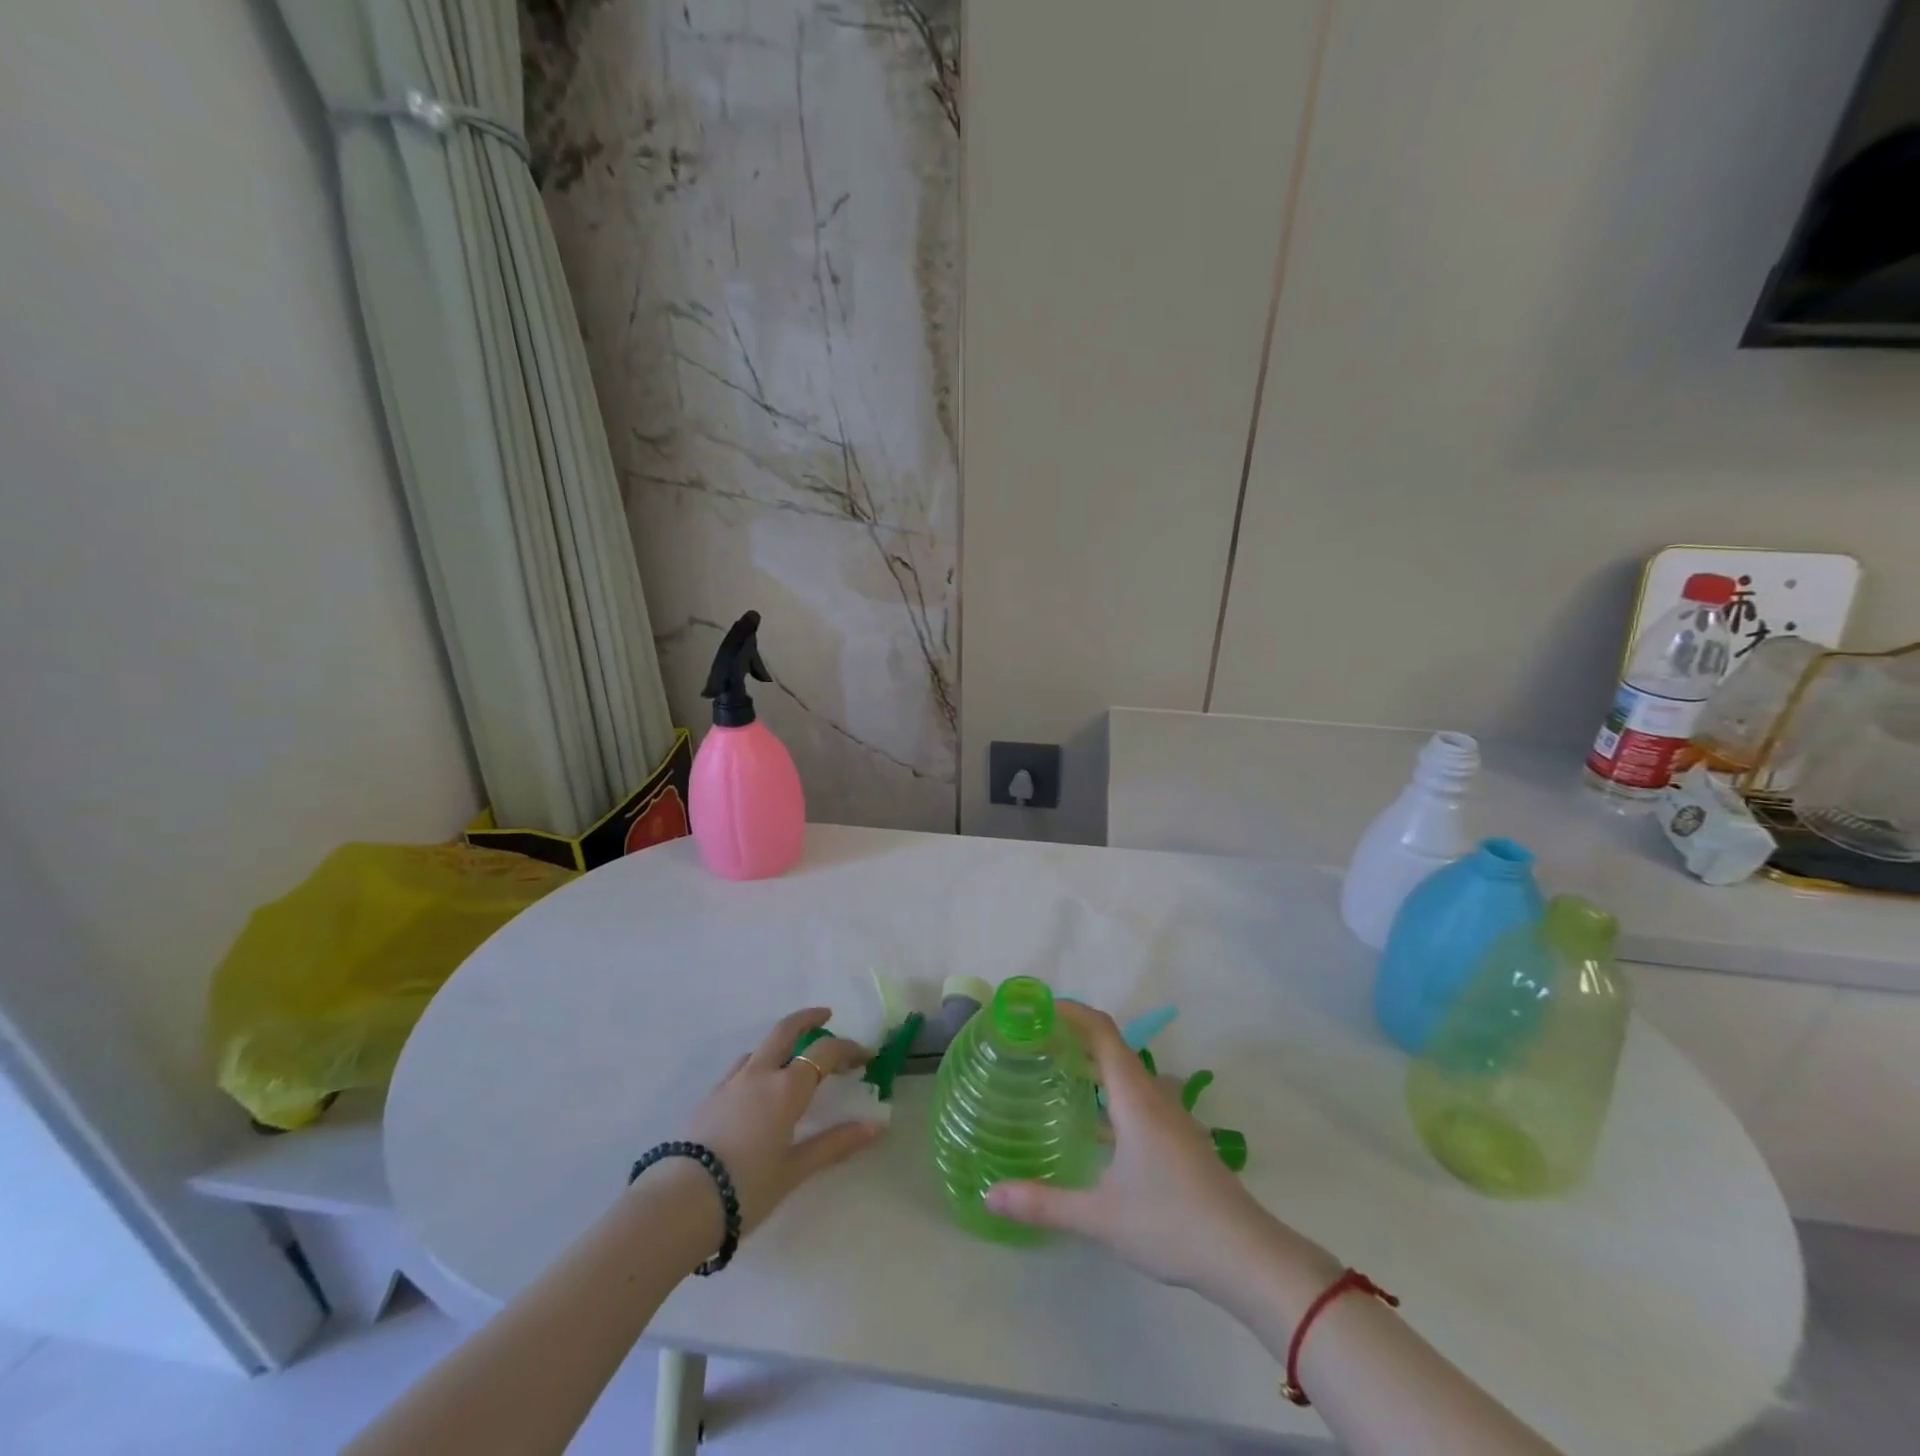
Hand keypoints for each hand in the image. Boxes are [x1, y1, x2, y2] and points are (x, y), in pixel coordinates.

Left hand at [680, 1007, 881, 1236]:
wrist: (681, 1203)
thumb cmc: (747, 1187)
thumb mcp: (796, 1169)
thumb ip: (836, 1143)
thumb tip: (876, 1127)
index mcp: (786, 1087)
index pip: (825, 1052)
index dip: (848, 1048)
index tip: (865, 1056)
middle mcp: (760, 1074)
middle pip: (786, 1030)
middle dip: (809, 1018)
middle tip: (826, 1015)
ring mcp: (730, 1083)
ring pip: (760, 1048)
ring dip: (780, 1044)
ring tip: (791, 1060)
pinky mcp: (709, 1098)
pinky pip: (740, 1069)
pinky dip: (757, 1065)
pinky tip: (756, 1090)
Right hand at [985, 1002, 1330, 1302]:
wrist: (1246, 1255)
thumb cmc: (1171, 1222)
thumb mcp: (1101, 1216)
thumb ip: (1044, 1203)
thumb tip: (989, 1196)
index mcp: (1135, 1097)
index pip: (1102, 1032)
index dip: (1072, 1012)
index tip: (1039, 1006)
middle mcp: (1154, 1096)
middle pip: (1113, 1047)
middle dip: (1075, 1035)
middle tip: (1035, 1039)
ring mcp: (1171, 1117)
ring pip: (1127, 1073)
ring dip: (1094, 1064)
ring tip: (1057, 1072)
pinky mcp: (1179, 1139)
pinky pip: (1137, 1097)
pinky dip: (1110, 1093)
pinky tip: (1092, 1124)